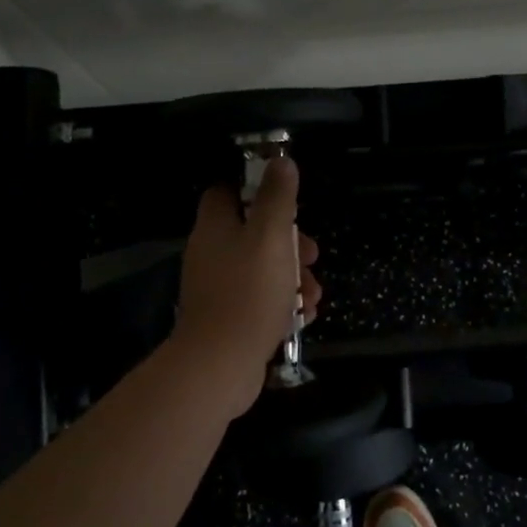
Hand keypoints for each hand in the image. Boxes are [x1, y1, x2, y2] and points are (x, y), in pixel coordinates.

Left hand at [170, 156, 321, 413]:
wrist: (220, 365)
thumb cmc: (248, 292)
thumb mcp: (271, 236)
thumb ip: (278, 197)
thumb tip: (281, 162)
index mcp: (216, 227)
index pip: (227, 192)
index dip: (256, 190)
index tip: (287, 200)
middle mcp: (212, 253)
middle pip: (253, 233)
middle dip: (289, 242)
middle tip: (311, 254)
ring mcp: (219, 288)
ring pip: (262, 268)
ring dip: (293, 276)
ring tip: (315, 293)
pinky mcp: (229, 318)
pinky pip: (261, 300)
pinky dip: (284, 303)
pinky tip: (305, 314)